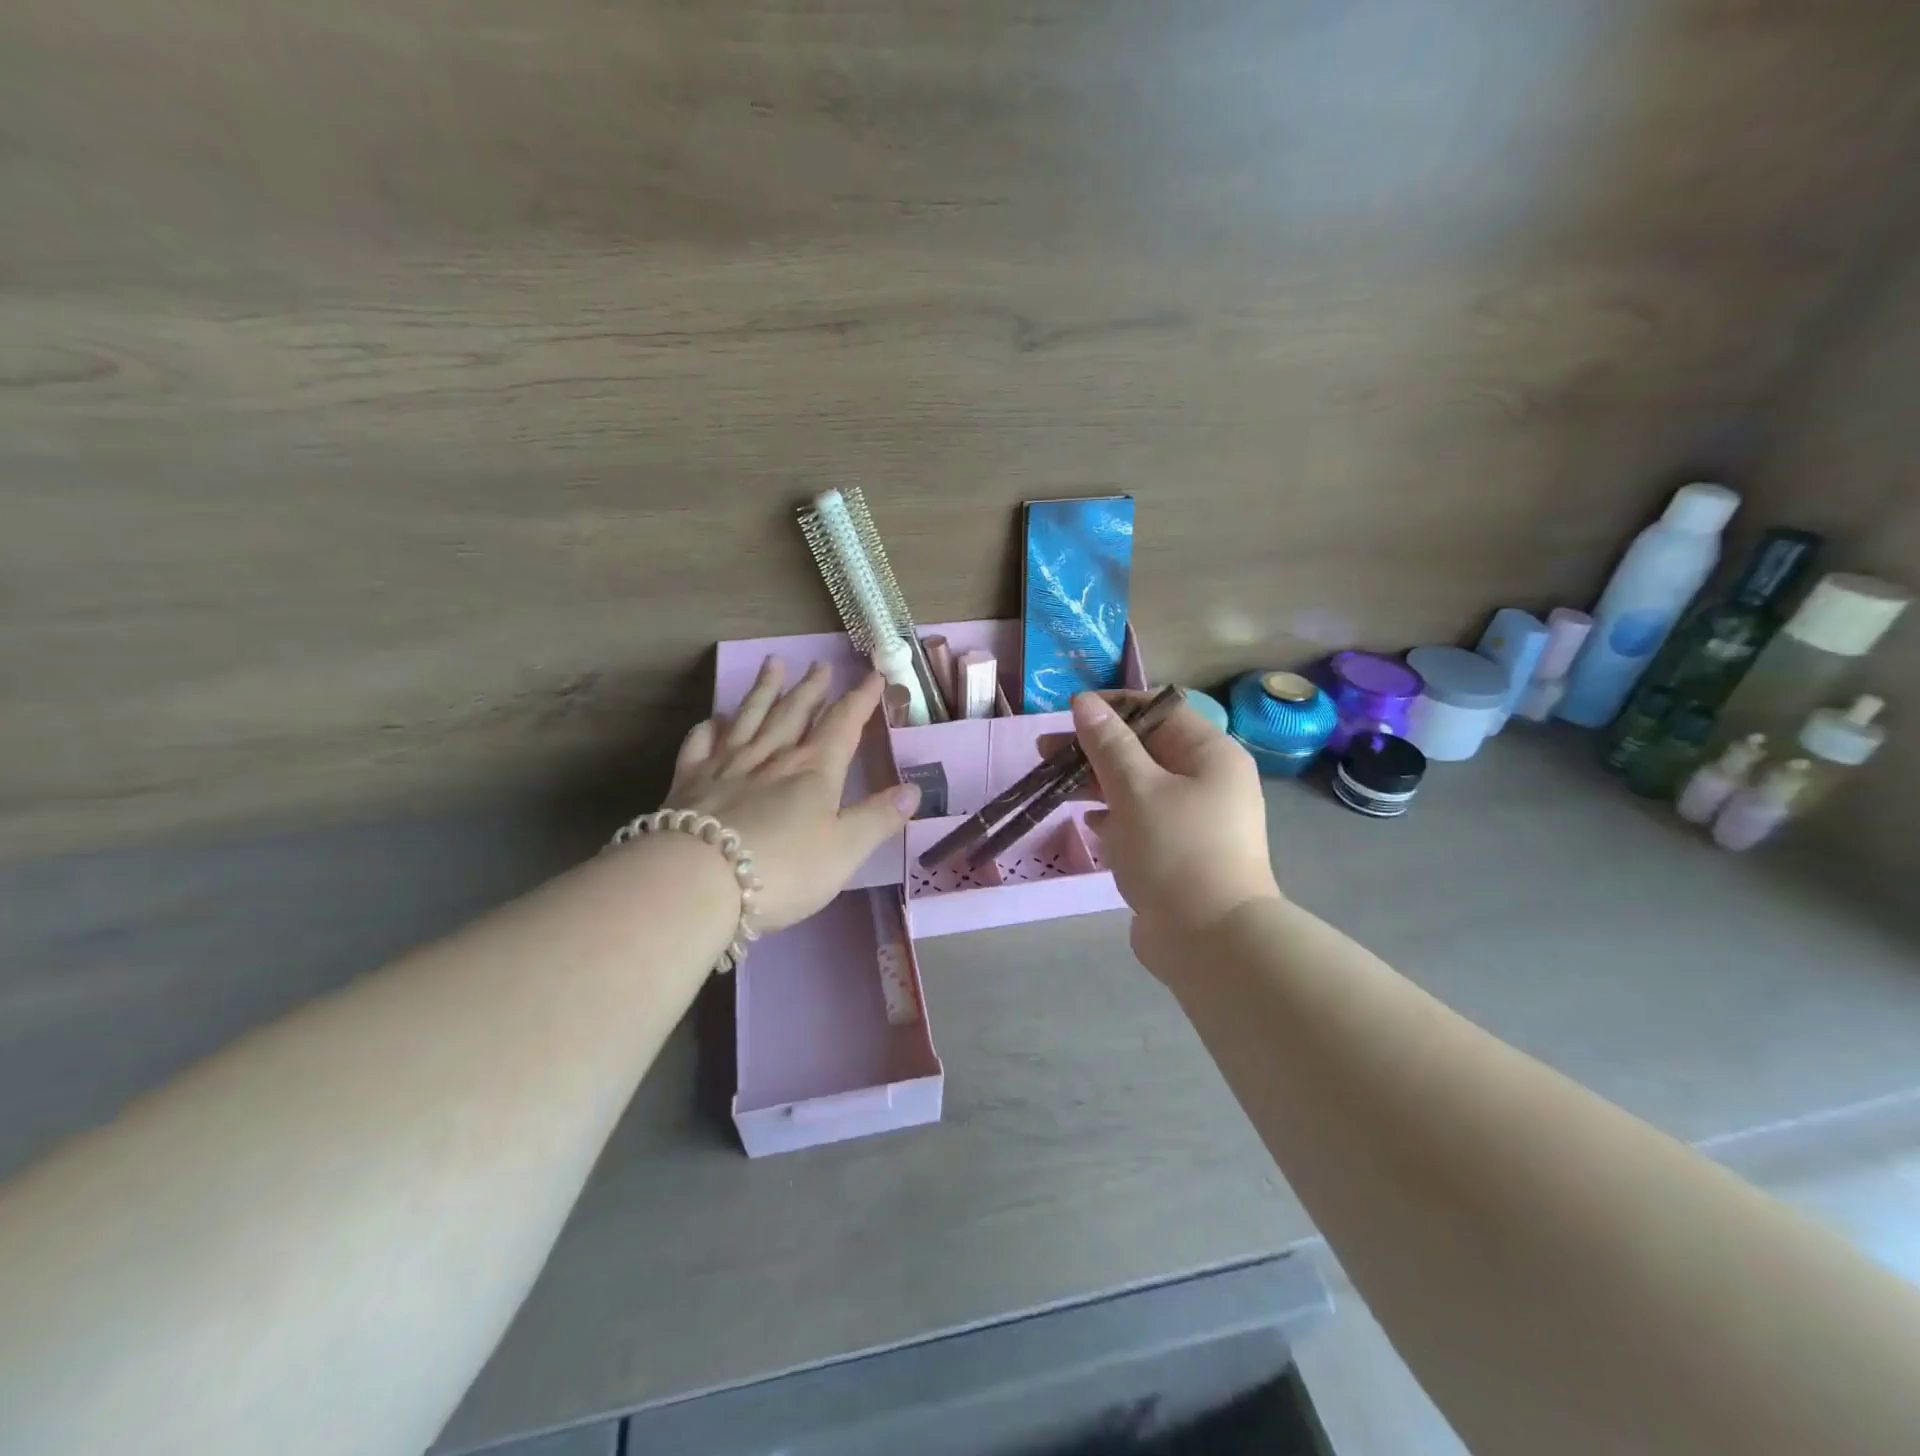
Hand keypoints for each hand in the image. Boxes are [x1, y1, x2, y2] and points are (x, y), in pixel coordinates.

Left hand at [663, 659, 919, 931]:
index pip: (843, 724)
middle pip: (795, 712)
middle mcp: (772, 757)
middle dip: (811, 688)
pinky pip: (700, 744)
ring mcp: (727, 765)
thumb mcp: (845, 850)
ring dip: (764, 690)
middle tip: (820, 665)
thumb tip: (914, 789)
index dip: (860, 699)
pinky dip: (708, 728)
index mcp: (814, 770)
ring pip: (750, 717)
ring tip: (773, 665)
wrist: (698, 881)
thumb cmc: (783, 870)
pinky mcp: (689, 782)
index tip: (872, 675)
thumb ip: (879, 818)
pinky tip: (713, 720)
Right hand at [1072, 691, 1281, 968]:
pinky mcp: (1178, 852)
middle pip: (1144, 748)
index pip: (1160, 711)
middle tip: (1044, 751)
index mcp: (1210, 755)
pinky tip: (1087, 820)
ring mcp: (1193, 820)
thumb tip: (1085, 702)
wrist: (1210, 941)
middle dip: (1095, 746)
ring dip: (1097, 781)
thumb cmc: (1176, 851)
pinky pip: (1140, 820)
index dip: (1114, 706)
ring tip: (1052, 783)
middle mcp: (1207, 781)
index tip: (1070, 712)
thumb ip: (1108, 744)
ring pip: (1138, 785)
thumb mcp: (1136, 789)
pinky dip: (1113, 815)